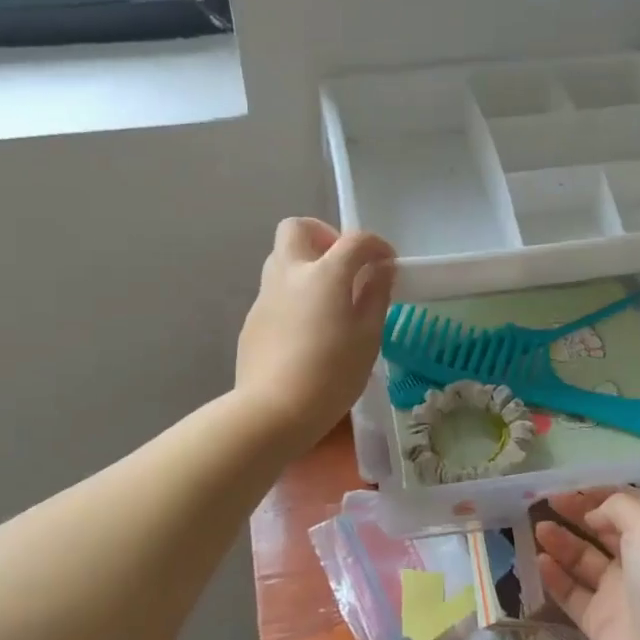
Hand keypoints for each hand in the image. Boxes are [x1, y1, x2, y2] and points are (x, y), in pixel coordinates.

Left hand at [235, 218, 395, 445]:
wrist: (273, 411)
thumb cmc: (332, 374)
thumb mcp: (368, 337)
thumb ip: (375, 295)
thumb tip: (381, 269)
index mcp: (324, 274)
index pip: (354, 240)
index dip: (376, 246)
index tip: (387, 264)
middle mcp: (289, 273)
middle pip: (298, 228)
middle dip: (323, 236)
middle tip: (343, 266)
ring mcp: (265, 296)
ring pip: (281, 258)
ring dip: (305, 264)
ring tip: (327, 299)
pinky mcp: (252, 320)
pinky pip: (274, 292)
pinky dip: (293, 295)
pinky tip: (306, 331)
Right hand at [535, 487, 639, 639]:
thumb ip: (619, 508)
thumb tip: (593, 513)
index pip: (627, 507)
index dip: (598, 494)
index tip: (569, 486)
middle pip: (602, 531)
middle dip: (576, 514)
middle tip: (544, 502)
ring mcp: (618, 594)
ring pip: (583, 561)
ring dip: (561, 542)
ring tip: (538, 529)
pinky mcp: (599, 622)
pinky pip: (571, 593)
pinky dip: (555, 577)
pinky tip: (539, 562)